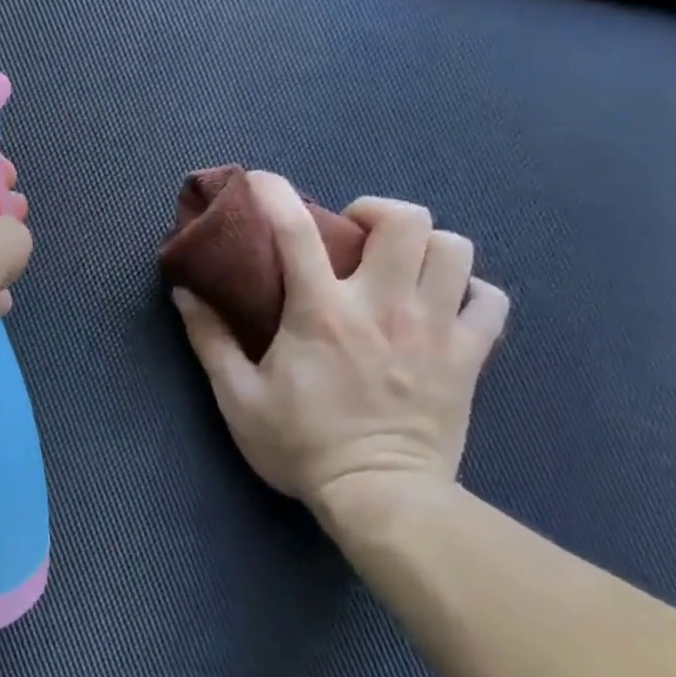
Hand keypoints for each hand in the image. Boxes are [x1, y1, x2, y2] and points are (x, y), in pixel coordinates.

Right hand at [173, 173, 507, 527]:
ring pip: (455, 249)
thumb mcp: (237, 397)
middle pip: (405, 221)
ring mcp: (435, 328)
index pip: (295, 232)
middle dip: (376, 212)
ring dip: (425, 246)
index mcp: (321, 314)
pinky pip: (490, 301)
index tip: (262, 180)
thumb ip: (209, 340)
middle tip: (354, 236)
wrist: (380, 497)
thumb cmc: (300, 446)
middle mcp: (383, 307)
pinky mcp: (469, 356)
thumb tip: (185, 293)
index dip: (275, 194)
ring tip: (399, 266)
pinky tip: (445, 304)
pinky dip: (469, 292)